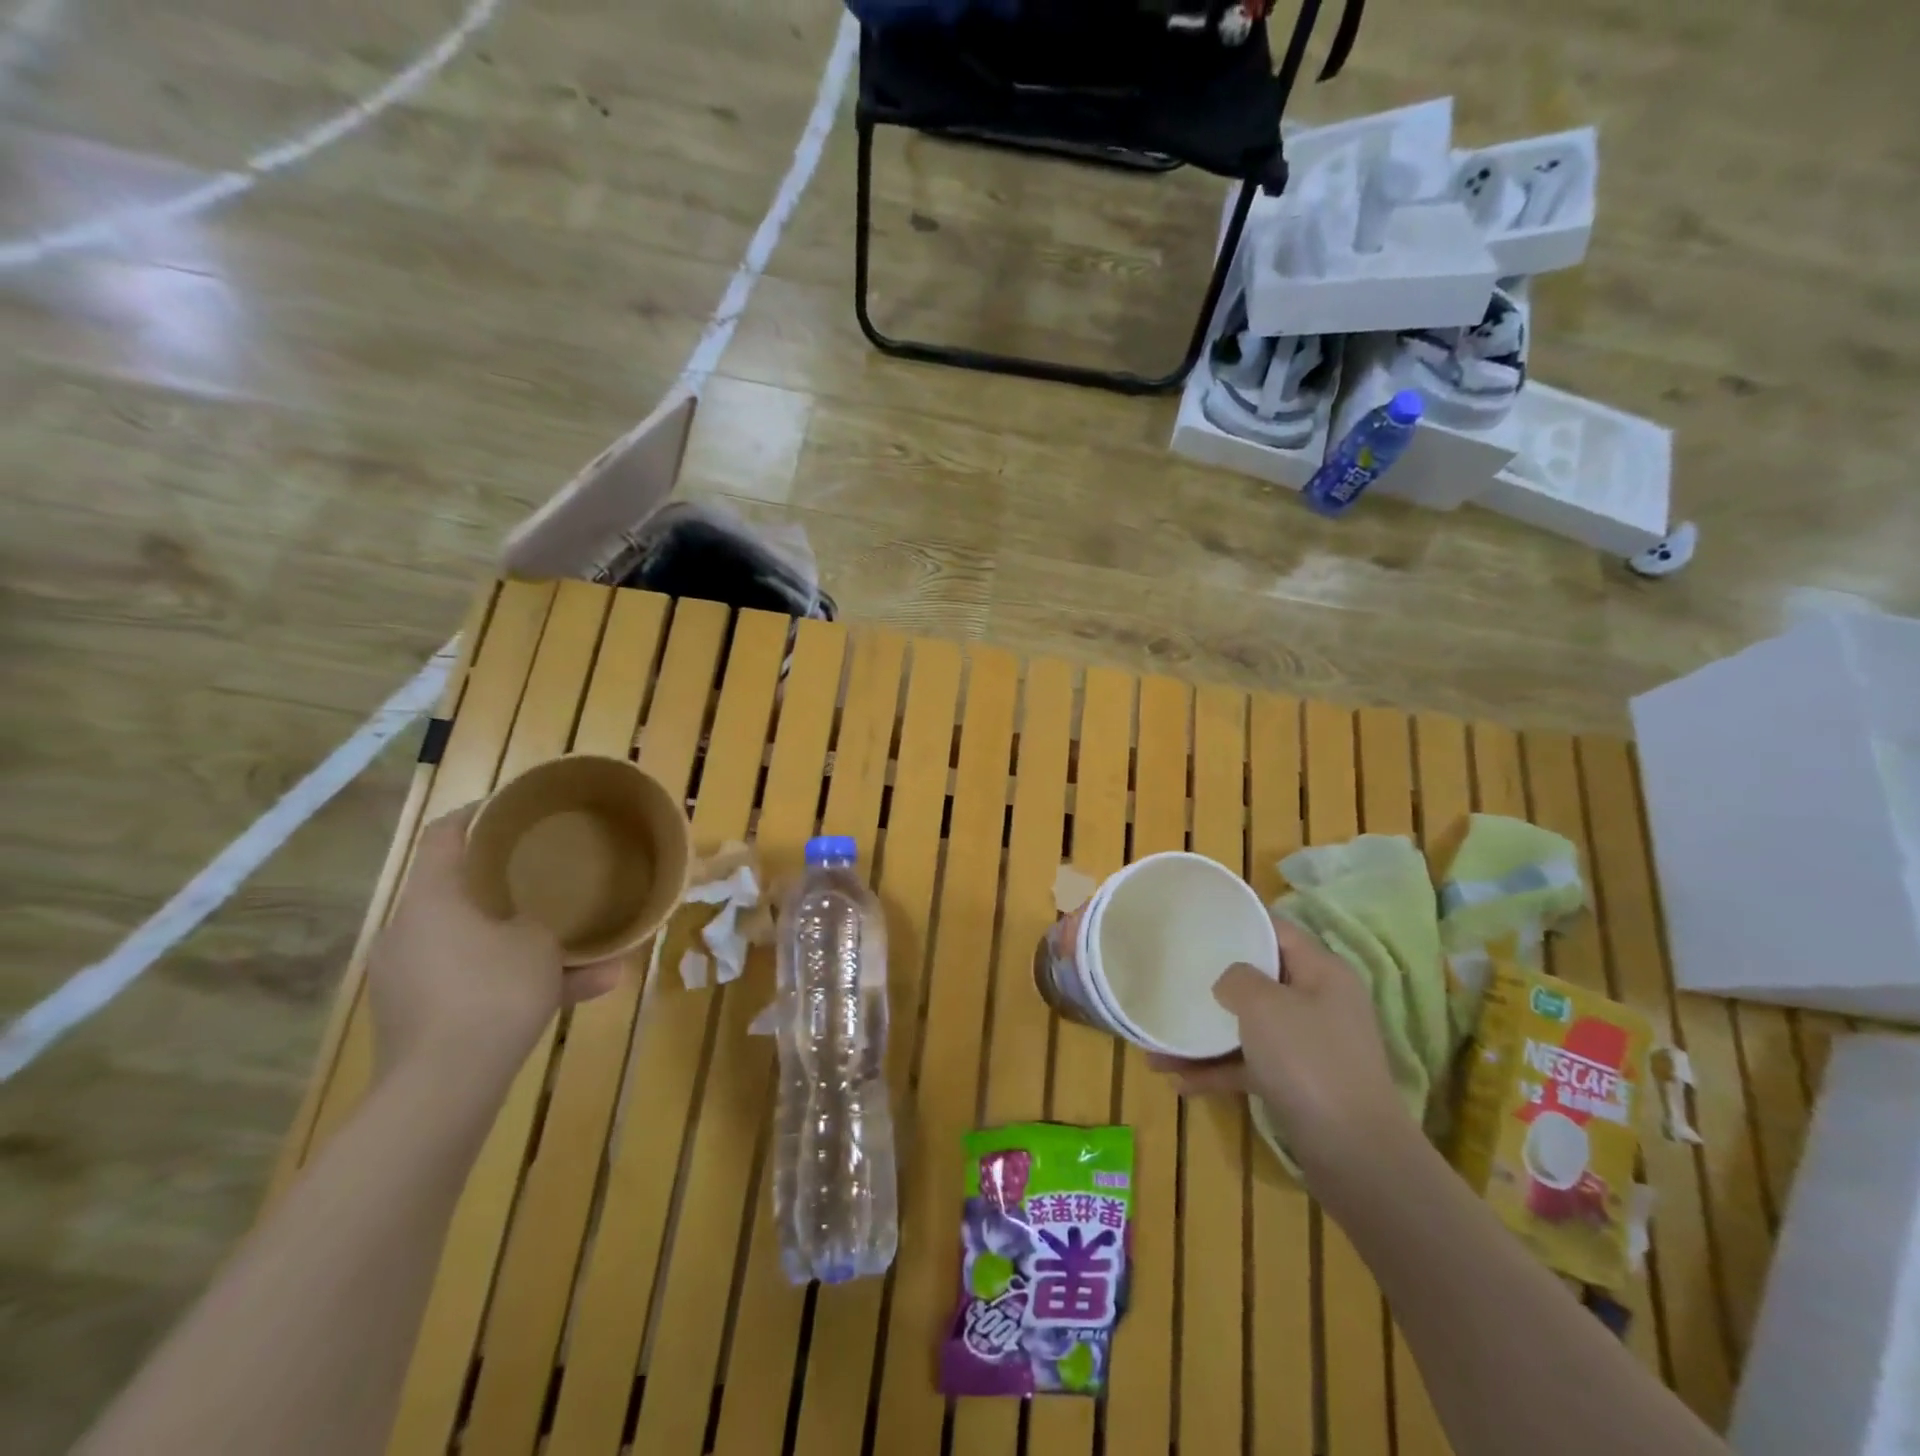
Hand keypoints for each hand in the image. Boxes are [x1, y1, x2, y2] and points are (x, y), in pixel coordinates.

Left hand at [367, 804, 624, 1084]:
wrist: (444, 1087)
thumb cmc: (493, 991)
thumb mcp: (538, 944)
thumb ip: (539, 924)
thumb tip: (532, 928)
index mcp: (431, 900)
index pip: (444, 837)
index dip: (476, 815)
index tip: (509, 808)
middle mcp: (407, 932)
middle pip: (456, 894)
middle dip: (504, 888)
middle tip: (545, 880)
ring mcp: (407, 978)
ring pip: (474, 946)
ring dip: (521, 947)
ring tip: (581, 955)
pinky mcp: (416, 1018)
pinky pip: (473, 985)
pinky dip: (512, 984)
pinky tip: (575, 995)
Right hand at [1151, 916, 1410, 1183]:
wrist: (1355, 1155)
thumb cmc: (1308, 1060)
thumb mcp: (1263, 1004)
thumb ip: (1237, 979)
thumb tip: (1229, 983)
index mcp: (1322, 972)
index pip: (1277, 931)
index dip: (1239, 921)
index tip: (1197, 922)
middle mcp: (1319, 1003)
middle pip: (1260, 980)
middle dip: (1214, 981)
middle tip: (1173, 974)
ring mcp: (1310, 1047)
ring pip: (1249, 1027)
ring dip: (1206, 1033)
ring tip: (1158, 1041)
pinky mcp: (1299, 1085)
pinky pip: (1250, 1066)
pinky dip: (1217, 1071)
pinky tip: (1178, 1081)